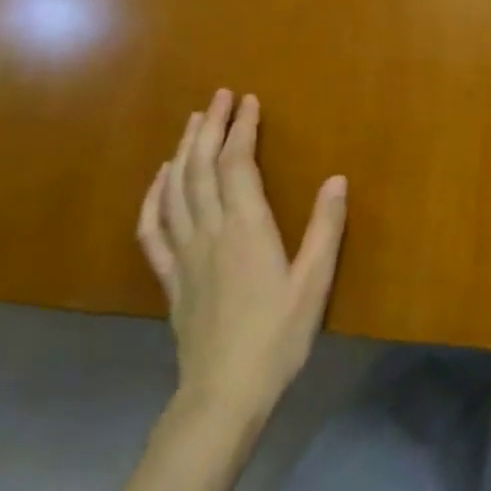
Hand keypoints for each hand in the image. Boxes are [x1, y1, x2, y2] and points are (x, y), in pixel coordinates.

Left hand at [136, 91, 348, 431]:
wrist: (223, 394)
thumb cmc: (277, 337)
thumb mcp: (314, 283)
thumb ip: (325, 228)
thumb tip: (337, 179)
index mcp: (246, 228)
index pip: (238, 164)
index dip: (242, 128)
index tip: (248, 100)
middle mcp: (210, 231)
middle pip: (202, 167)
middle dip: (210, 126)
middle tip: (218, 96)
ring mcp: (184, 253)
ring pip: (177, 189)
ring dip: (183, 150)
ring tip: (193, 122)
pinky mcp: (170, 277)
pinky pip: (153, 228)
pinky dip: (153, 196)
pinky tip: (160, 179)